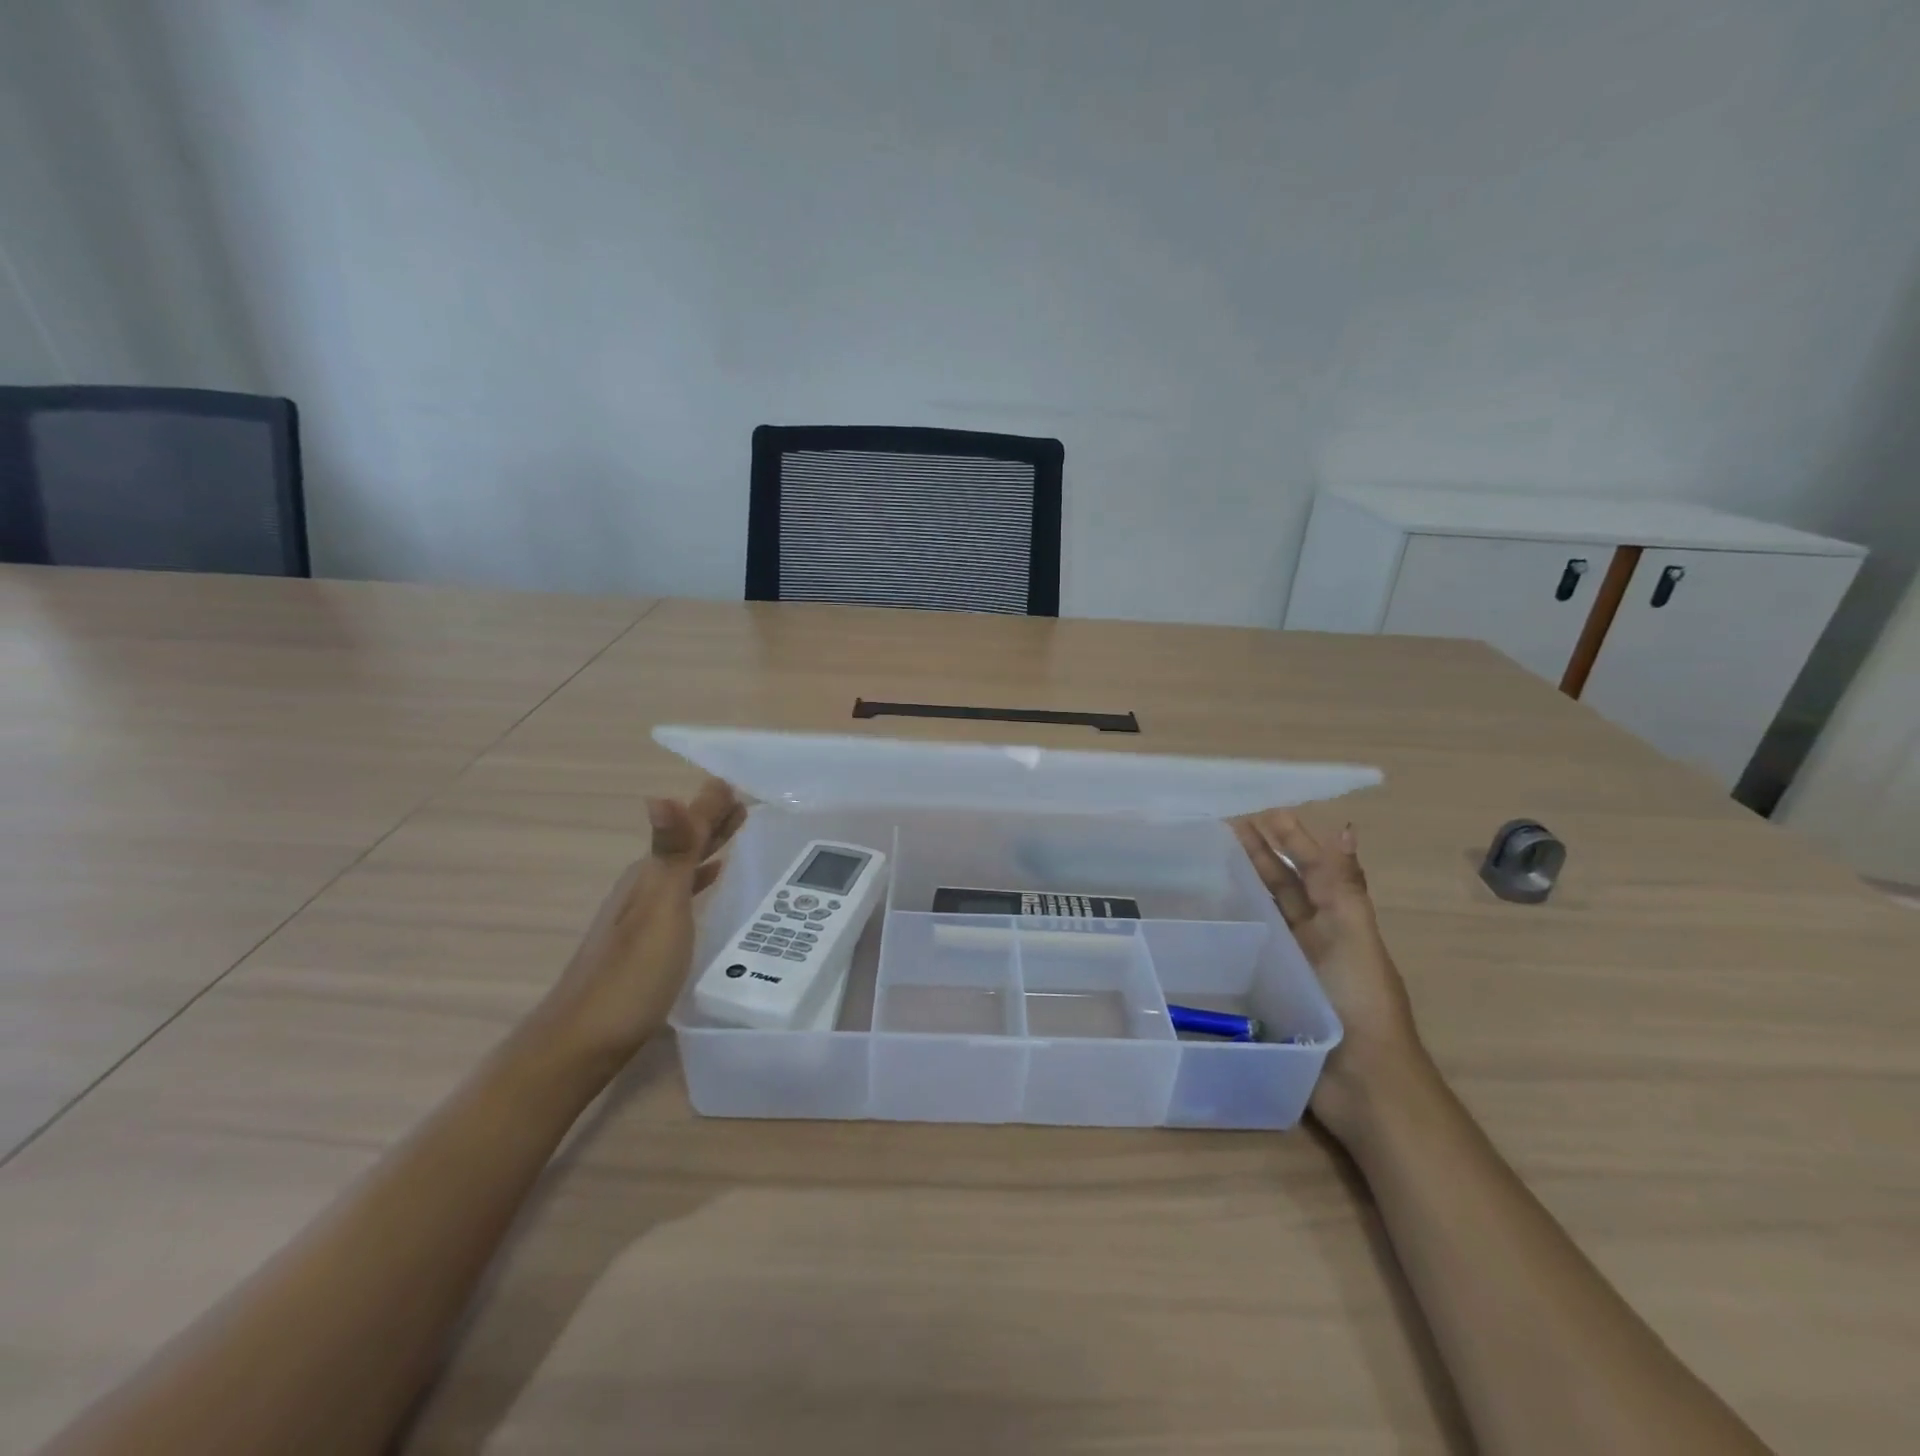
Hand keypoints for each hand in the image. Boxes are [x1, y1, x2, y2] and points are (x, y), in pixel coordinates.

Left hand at [537, 777, 744, 1074]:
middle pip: (682, 844)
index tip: (739, 785)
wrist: (583, 1042)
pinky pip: (681, 895)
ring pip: (681, 868)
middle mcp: (642, 887)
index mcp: (647, 874)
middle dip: (712, 822)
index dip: (711, 806)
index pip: (686, 827)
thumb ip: (670, 854)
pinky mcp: (647, 942)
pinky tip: (709, 886)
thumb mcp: (659, 908)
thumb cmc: (631, 973)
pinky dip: (699, 880)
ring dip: (707, 848)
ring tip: (734, 836)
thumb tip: (662, 792)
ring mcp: (641, 916)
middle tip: (746, 805)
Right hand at [1230, 811, 1423, 1139]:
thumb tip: (1346, 828)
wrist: (1362, 1085)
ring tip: (1215, 861)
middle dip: (1264, 854)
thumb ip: (1344, 887)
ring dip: (1249, 883)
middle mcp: (1316, 935)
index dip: (1291, 839)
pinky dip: (1236, 927)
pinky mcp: (1274, 988)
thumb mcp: (1354, 939)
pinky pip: (1252, 947)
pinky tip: (1211, 919)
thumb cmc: (1360, 1005)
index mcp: (1339, 920)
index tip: (1259, 813)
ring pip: (1269, 912)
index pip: (1312, 868)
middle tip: (1227, 828)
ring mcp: (1294, 962)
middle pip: (1287, 885)